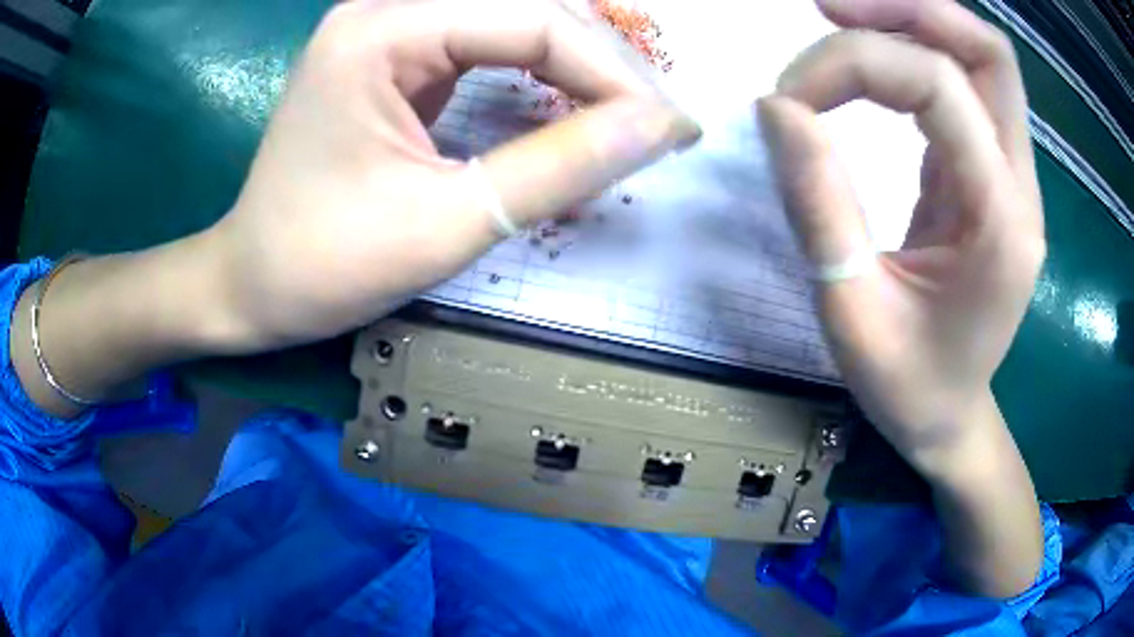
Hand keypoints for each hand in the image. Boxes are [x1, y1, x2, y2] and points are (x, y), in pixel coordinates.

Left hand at [209, 0, 698, 349]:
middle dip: (601, 61)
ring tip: (625, 114)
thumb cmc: (322, 265)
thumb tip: (660, 127)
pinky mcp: (392, 56)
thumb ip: (559, 167)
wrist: (250, 284)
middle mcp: (384, 10)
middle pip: (527, 6)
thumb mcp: (446, 224)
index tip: (668, 130)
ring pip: (512, 18)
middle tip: (652, 122)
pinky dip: (538, 70)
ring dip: (576, 62)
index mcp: (381, 32)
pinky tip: (569, 103)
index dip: (613, 73)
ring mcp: (386, 29)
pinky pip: (485, 41)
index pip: (534, 20)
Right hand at [759, 0, 1043, 469]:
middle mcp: (1020, 186)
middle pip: (987, 51)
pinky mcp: (992, 175)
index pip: (938, 86)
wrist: (949, 417)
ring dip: (915, 22)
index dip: (854, 65)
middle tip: (828, 8)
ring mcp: (1013, 177)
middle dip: (907, 10)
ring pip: (984, 59)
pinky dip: (920, 53)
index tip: (789, 97)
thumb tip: (779, 107)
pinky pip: (969, 86)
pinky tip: (874, 61)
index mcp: (1001, 222)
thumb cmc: (907, 386)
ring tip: (843, 19)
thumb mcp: (851, 313)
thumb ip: (819, 206)